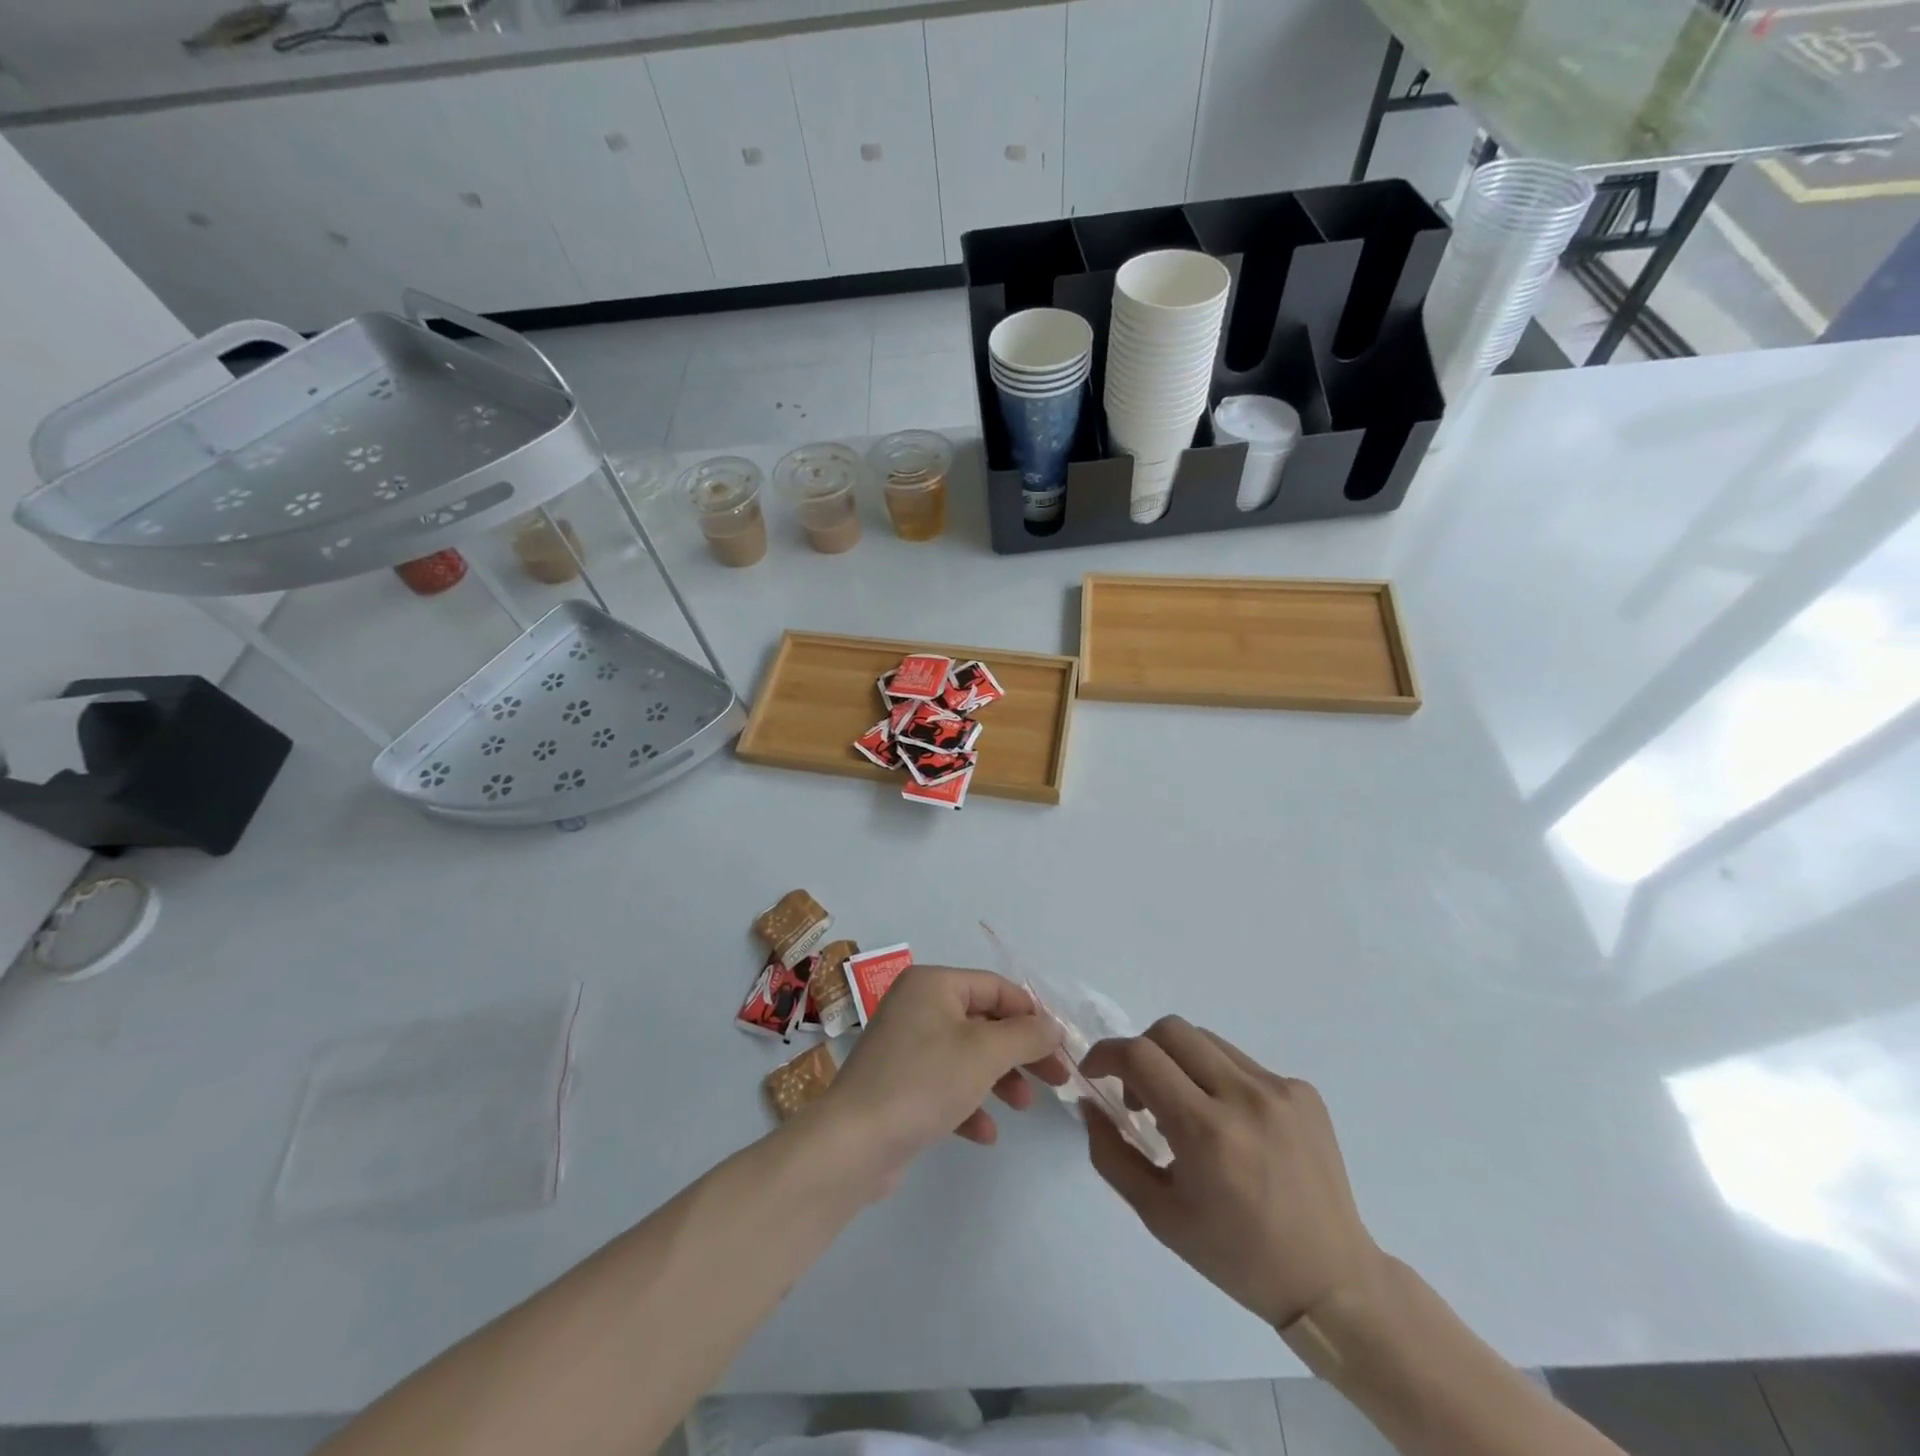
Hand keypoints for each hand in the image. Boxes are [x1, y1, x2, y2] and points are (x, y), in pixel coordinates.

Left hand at [818, 966, 1067, 1192]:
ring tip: (1021, 1106)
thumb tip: (1052, 1026)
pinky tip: (984, 1134)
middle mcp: (916, 1006)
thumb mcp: (985, 1052)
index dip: (1031, 1014)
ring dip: (998, 1079)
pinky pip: (944, 1085)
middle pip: (983, 1022)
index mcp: (933, 984)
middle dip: (1019, 1051)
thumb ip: (1026, 1035)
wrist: (854, 1143)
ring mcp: (905, 1046)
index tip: (1060, 1046)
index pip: (995, 987)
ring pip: (966, 1055)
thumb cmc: (925, 1081)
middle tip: (1054, 1078)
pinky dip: (968, 1104)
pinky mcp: (899, 1085)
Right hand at [1081, 1018, 1383, 1330]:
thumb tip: (1089, 1101)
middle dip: (1140, 1051)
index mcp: (1206, 1133)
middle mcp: (1245, 1097)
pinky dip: (1219, 1080)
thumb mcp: (1158, 1216)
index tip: (1095, 1073)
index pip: (1139, 1056)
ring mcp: (1280, 1089)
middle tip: (1139, 1096)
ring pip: (1206, 1041)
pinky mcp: (1303, 1091)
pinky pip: (1242, 1063)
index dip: (1105, 1054)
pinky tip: (1231, 1126)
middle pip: (1170, 1030)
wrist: (1331, 1280)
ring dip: (1179, 1063)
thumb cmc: (1235, 1256)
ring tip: (1186, 1111)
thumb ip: (1111, 1153)